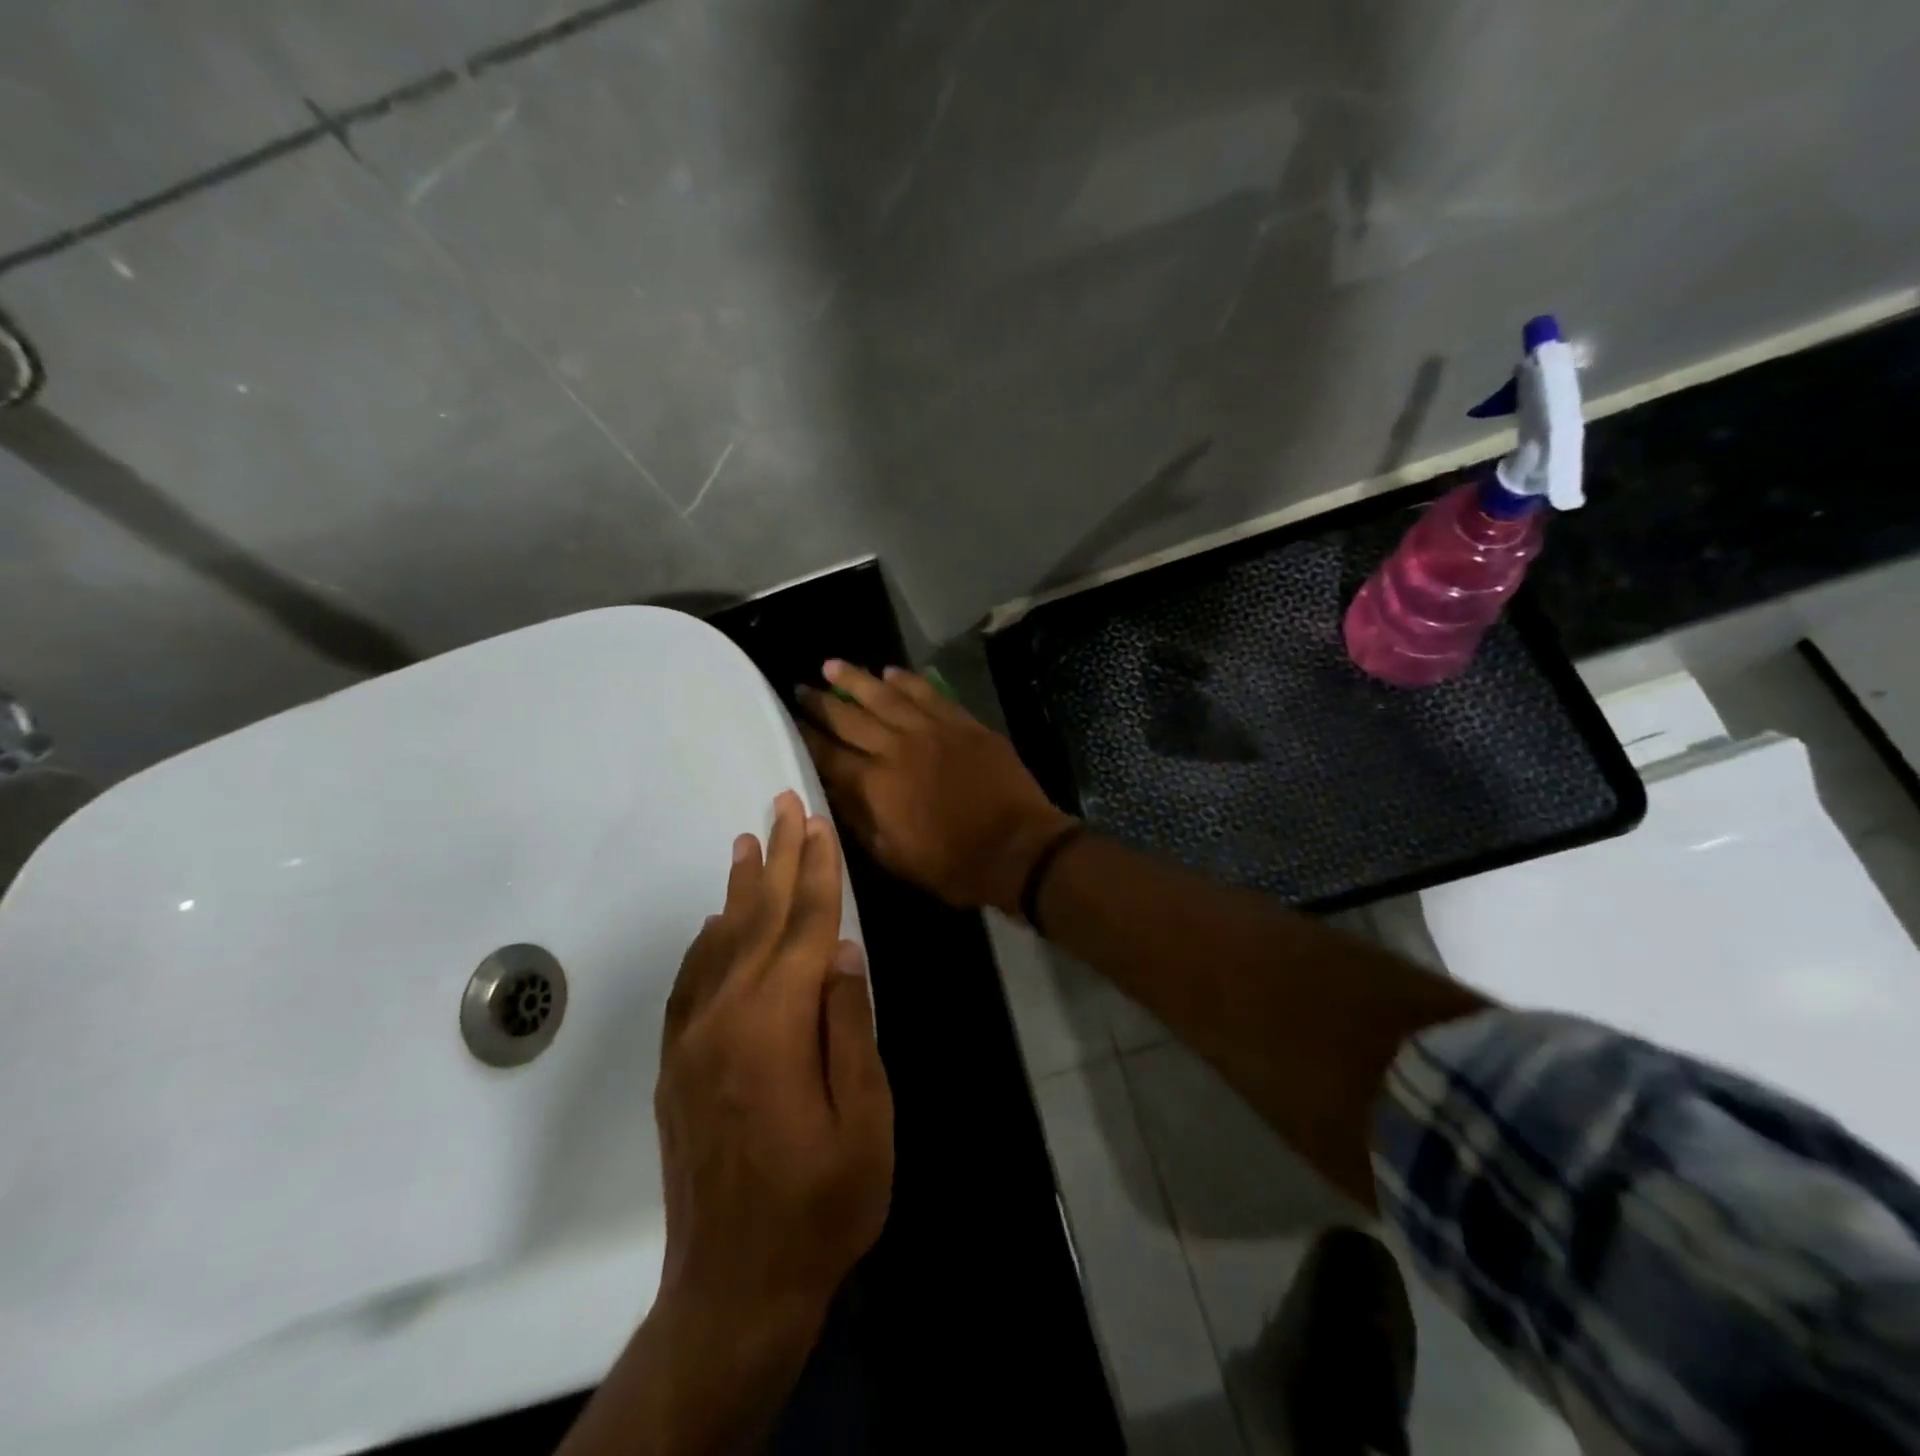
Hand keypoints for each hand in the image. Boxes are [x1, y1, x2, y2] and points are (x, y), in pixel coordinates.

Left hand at [654, 790, 892, 1332]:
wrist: (734, 1290)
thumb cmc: (821, 1206)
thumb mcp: (865, 1118)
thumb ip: (849, 1025)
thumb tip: (840, 950)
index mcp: (776, 1026)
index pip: (803, 926)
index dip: (816, 871)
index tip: (817, 823)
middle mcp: (726, 1018)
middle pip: (758, 919)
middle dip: (776, 857)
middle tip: (780, 804)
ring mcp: (694, 1042)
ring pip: (720, 943)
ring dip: (739, 889)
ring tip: (747, 842)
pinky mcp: (678, 1067)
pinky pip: (691, 985)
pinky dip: (706, 944)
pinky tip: (717, 923)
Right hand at [797, 660, 1077, 915]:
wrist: (1017, 848)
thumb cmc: (952, 864)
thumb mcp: (892, 856)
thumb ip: (859, 819)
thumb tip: (834, 790)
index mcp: (874, 785)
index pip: (829, 754)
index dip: (806, 737)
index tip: (789, 721)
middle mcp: (896, 748)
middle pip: (850, 718)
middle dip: (821, 702)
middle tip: (801, 688)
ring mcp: (932, 730)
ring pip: (886, 696)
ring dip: (856, 680)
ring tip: (832, 665)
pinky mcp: (962, 724)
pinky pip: (928, 694)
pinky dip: (907, 681)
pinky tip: (890, 671)